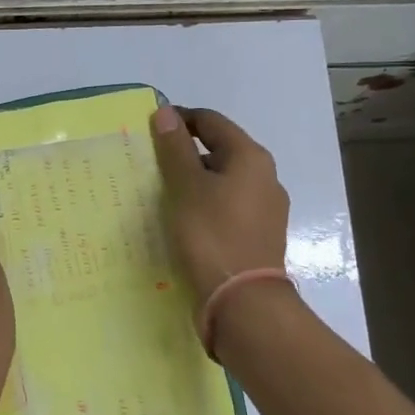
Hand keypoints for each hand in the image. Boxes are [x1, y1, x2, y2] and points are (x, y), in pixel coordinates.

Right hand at [150, 105, 290, 298]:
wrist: (243, 302)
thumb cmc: (211, 235)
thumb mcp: (186, 186)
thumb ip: (175, 148)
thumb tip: (166, 112)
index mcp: (251, 157)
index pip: (211, 121)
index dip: (179, 120)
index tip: (148, 131)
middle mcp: (265, 177)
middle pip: (219, 150)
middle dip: (185, 153)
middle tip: (151, 166)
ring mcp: (266, 208)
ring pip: (223, 181)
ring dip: (194, 181)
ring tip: (163, 195)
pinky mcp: (259, 234)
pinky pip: (227, 206)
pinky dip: (205, 204)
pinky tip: (185, 221)